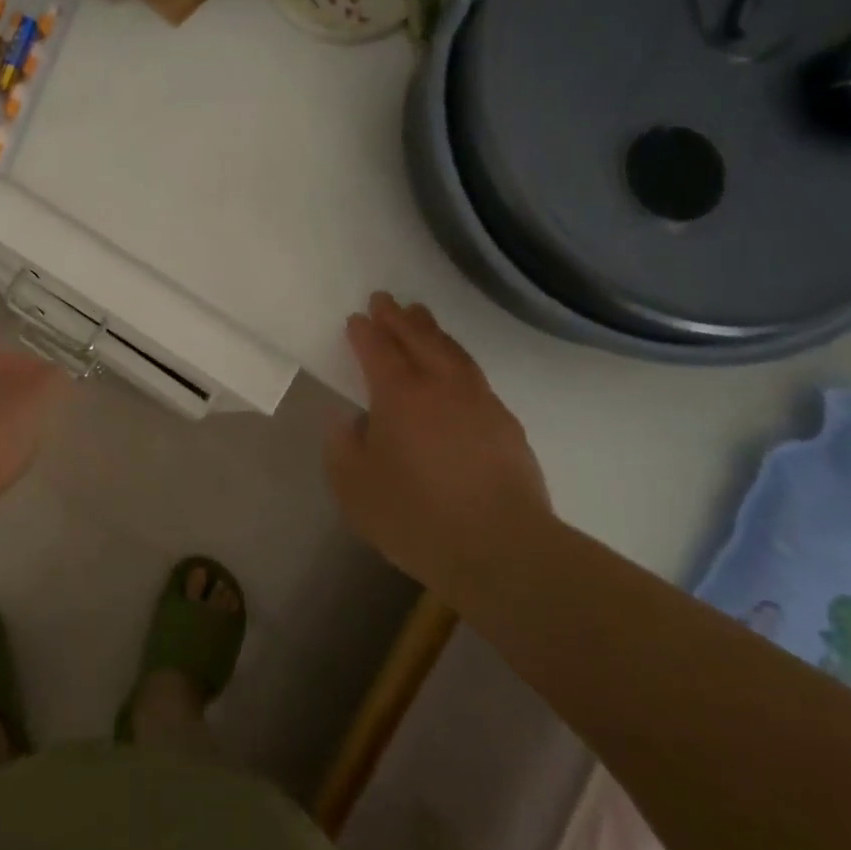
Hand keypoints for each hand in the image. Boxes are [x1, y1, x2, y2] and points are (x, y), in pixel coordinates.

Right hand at [326, 292, 550, 593]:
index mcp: (400, 396)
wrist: (501, 549)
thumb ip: (344, 447)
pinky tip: (456, 369)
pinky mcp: (506, 424)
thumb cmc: (415, 517)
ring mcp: (479, 402)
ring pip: (452, 352)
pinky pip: (475, 376)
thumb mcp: (354, 488)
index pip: (379, 351)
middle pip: (419, 339)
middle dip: (399, 318)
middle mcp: (441, 386)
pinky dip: (458, 360)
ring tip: (421, 317)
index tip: (356, 318)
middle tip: (386, 300)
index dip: (365, 332)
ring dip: (433, 331)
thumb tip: (351, 422)